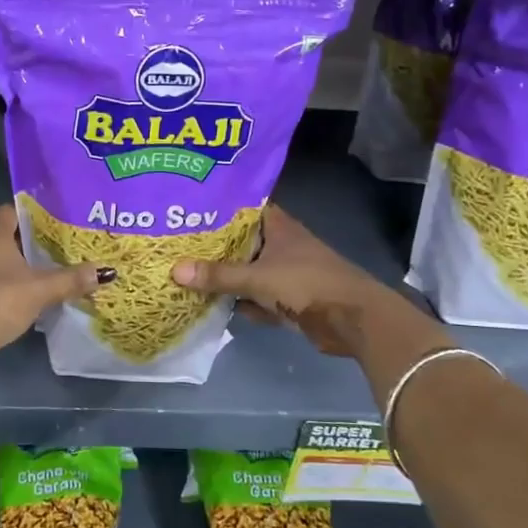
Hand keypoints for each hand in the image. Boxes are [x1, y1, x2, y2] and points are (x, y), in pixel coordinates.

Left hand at [0, 205, 101, 359]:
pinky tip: (20, 301)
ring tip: (42, 277)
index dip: (30, 214)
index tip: (53, 222)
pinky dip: (2, 288)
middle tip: (56, 251)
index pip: (9, 211)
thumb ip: (70, 280)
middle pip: (3, 238)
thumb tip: (105, 271)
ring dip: (14, 269)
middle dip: (28, 244)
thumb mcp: (40, 290)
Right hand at [172, 204, 412, 359]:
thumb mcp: (257, 278)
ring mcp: (287, 272)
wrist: (352, 320)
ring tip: (188, 274)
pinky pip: (258, 297)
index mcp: (278, 227)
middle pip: (242, 242)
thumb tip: (175, 270)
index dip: (219, 207)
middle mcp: (282, 244)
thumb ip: (218, 275)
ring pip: (249, 271)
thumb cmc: (306, 284)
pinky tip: (215, 306)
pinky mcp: (290, 299)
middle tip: (178, 246)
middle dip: (215, 248)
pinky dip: (243, 302)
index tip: (189, 210)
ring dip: (228, 278)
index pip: (244, 208)